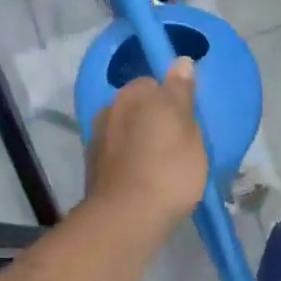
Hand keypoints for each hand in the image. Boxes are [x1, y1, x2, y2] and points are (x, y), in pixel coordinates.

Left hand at [85, 59, 208, 229]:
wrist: (127, 218)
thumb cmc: (168, 171)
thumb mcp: (188, 129)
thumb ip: (182, 94)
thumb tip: (180, 61)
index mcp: (134, 94)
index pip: (155, 84)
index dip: (172, 102)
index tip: (186, 124)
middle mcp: (110, 110)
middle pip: (137, 108)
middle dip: (152, 121)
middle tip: (176, 148)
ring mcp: (97, 140)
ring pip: (125, 132)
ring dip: (139, 143)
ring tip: (159, 169)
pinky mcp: (93, 169)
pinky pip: (117, 157)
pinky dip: (128, 163)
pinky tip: (142, 182)